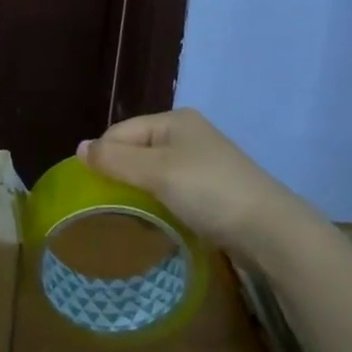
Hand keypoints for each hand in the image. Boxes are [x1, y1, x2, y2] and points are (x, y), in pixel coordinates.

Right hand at [78, 108, 321, 257]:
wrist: (271, 231)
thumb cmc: (209, 191)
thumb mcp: (156, 171)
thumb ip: (115, 159)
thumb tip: (79, 148)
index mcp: (174, 120)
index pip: (120, 132)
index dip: (103, 158)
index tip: (93, 191)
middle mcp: (188, 135)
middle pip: (136, 151)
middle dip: (121, 176)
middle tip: (109, 207)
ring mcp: (203, 163)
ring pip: (154, 173)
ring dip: (140, 193)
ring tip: (130, 218)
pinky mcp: (213, 190)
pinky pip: (173, 191)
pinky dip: (160, 204)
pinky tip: (158, 222)